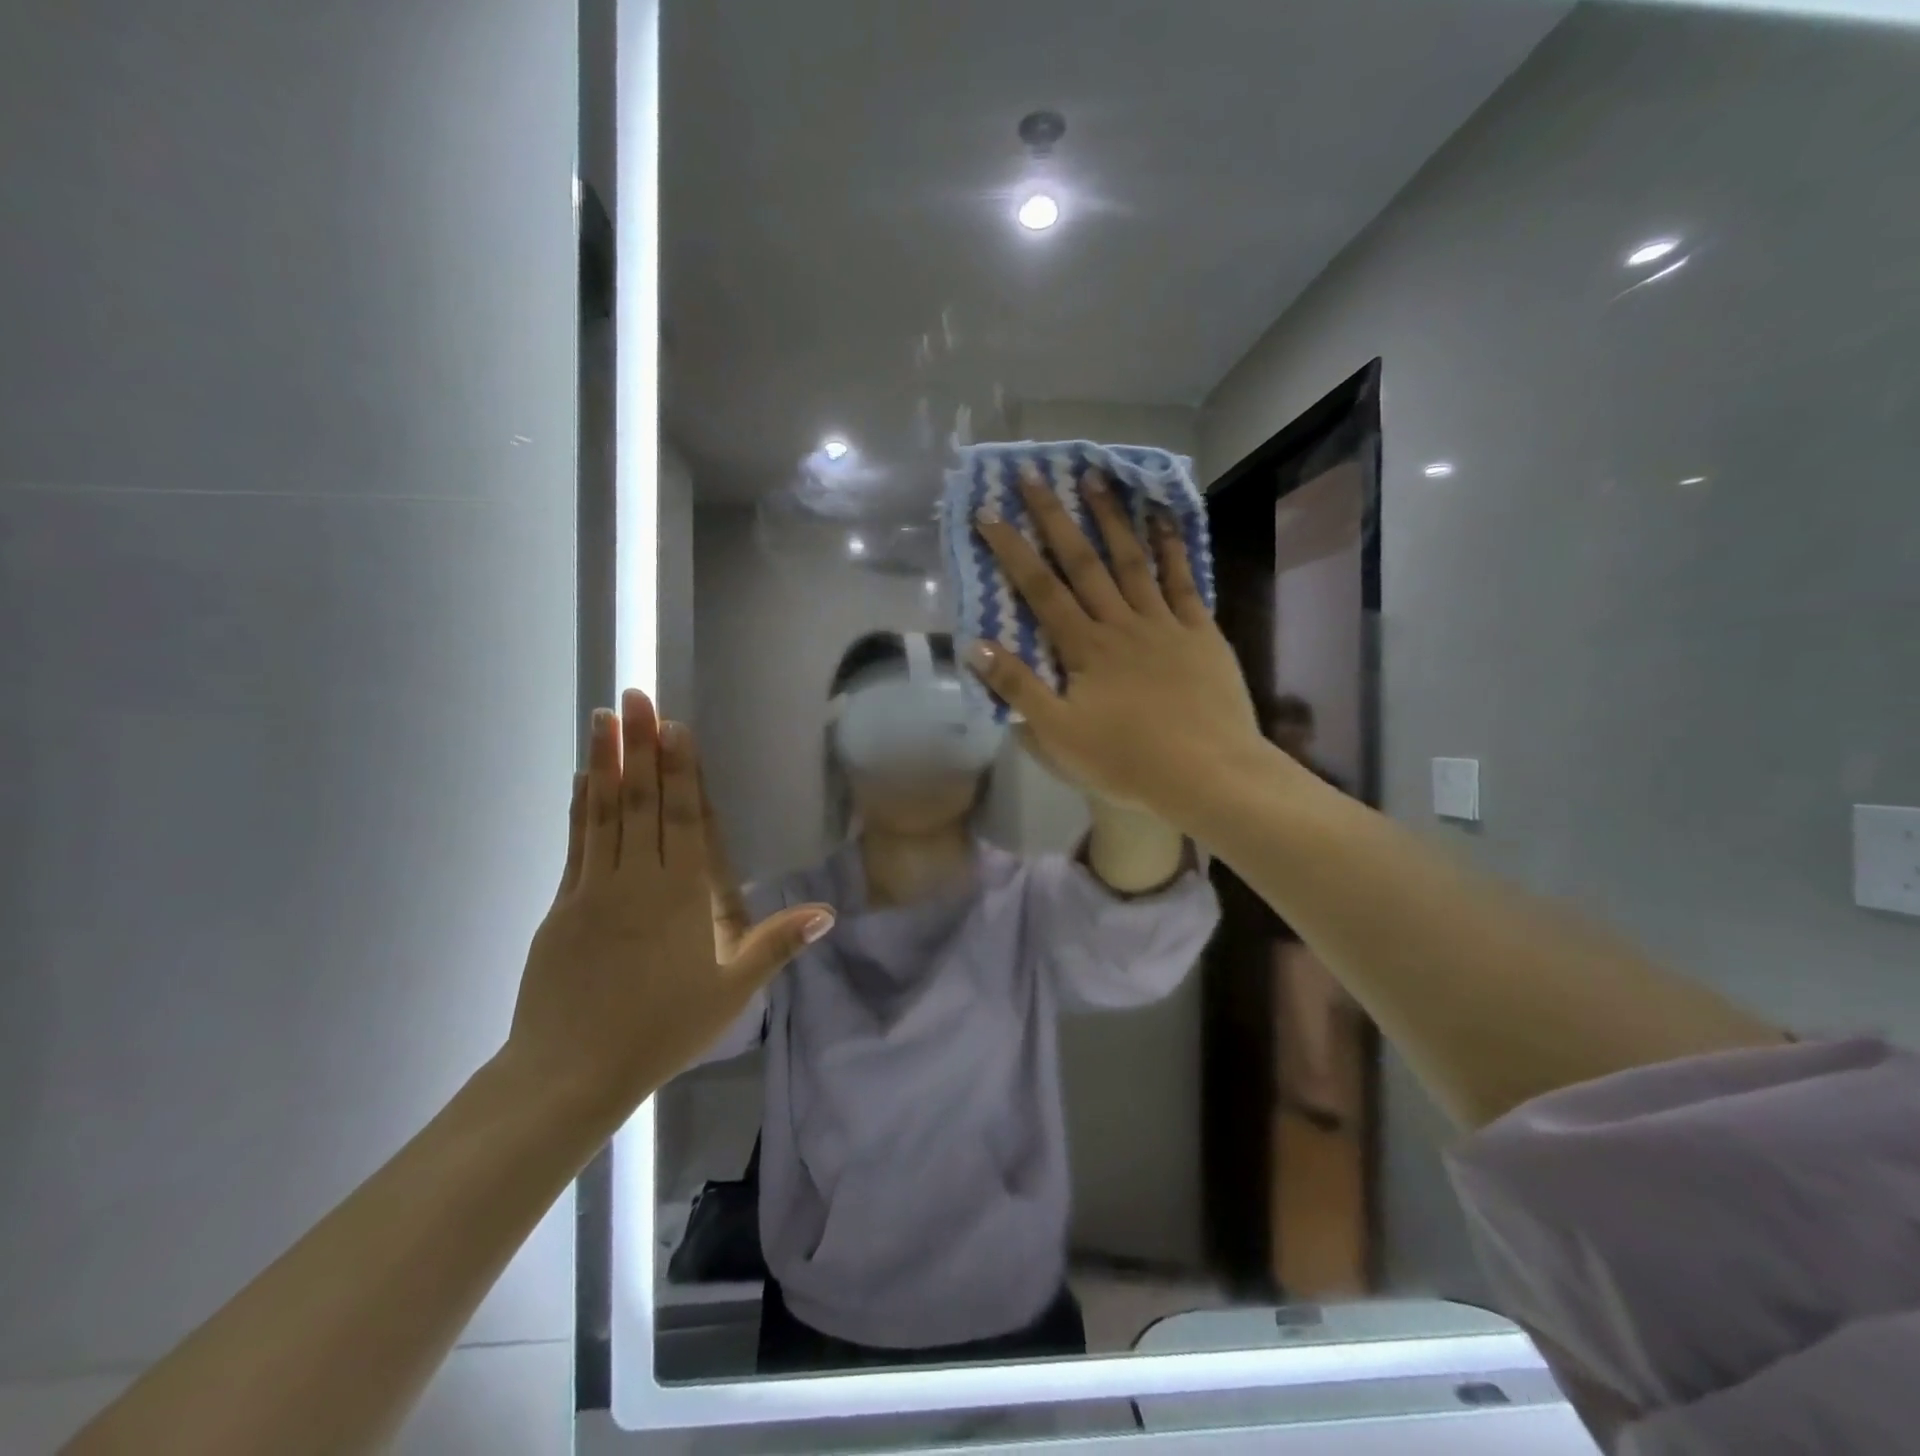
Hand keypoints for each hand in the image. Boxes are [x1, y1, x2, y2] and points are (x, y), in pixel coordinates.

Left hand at [506, 690, 834, 1119]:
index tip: (674, 725)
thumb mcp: (732, 992)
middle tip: (635, 696)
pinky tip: (583, 778)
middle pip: (641, 801)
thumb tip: (827, 912)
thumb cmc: (662, 1030)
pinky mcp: (563, 905)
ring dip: (605, 761)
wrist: (570, 1072)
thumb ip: (776, 944)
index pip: (683, 817)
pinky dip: (580, 806)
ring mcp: (594, 889)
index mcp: (681, 896)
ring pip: (604, 812)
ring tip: (604, 717)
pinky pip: (576, 843)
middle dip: (640, 745)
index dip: (680, 768)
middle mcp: (637, 879)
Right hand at [967, 466, 1265, 821]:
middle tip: (1035, 476)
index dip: (1013, 551)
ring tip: (1095, 478)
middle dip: (1055, 518)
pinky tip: (1164, 519)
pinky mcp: (1201, 632)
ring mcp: (1165, 623)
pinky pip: (1183, 582)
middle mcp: (1121, 624)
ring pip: (1132, 561)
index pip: (1040, 590)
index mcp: (1084, 648)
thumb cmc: (1127, 762)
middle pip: (1083, 563)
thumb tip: (975, 645)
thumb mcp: (1059, 735)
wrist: (1208, 775)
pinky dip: (1173, 548)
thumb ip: (1018, 687)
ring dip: (1111, 519)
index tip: (990, 514)